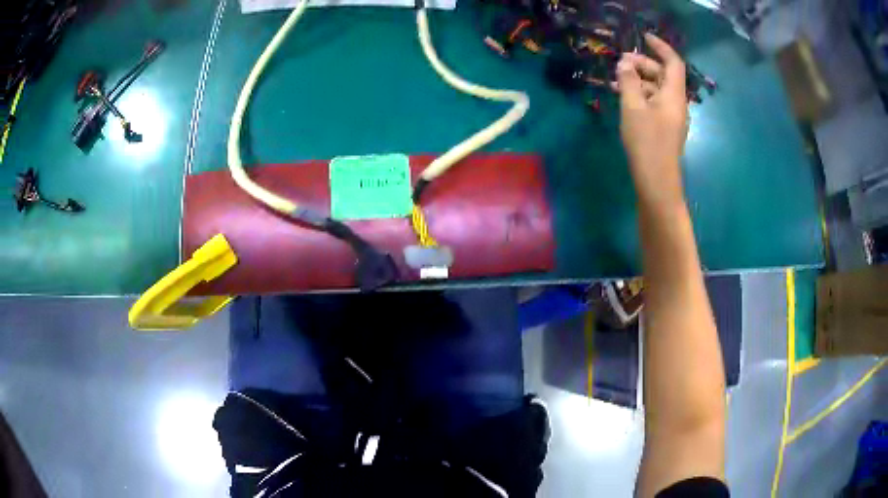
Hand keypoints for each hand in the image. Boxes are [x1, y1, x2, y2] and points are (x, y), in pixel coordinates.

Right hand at [614, 33, 688, 205]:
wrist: (657, 182)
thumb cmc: (646, 142)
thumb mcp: (633, 107)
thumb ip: (628, 81)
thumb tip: (625, 62)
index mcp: (674, 94)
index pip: (673, 62)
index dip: (660, 47)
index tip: (644, 37)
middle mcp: (677, 103)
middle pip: (663, 75)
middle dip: (643, 64)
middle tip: (620, 63)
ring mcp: (672, 117)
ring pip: (657, 89)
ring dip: (639, 81)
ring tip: (616, 81)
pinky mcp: (665, 129)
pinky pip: (654, 103)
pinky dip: (641, 96)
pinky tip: (624, 99)